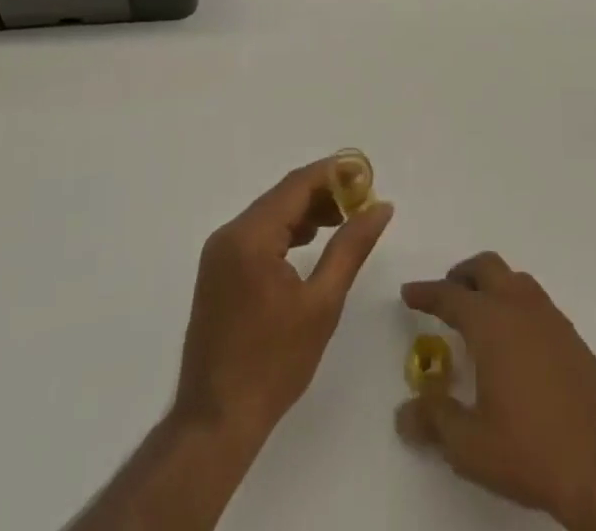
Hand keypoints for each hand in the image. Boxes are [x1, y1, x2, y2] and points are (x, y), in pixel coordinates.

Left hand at [173, 156, 394, 447]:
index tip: (367, 175)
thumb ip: (351, 247)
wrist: (215, 422)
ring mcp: (218, 252)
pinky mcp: (217, 271)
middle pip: (282, 195)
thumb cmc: (273, 364)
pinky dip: (285, 231)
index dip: (334, 173)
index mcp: (250, 236)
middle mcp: (229, 233)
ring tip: (343, 220)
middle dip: (323, 192)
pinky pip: (256, 234)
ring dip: (305, 212)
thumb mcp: (322, 304)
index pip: (297, 185)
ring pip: (269, 214)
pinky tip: (309, 243)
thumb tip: (381, 207)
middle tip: (361, 201)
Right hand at [398, 253, 595, 530]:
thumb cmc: (529, 451)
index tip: (409, 292)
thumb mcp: (470, 445)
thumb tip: (404, 412)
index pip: (449, 295)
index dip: (426, 292)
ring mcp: (551, 318)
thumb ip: (434, 420)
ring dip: (493, 285)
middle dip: (462, 274)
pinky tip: (516, 340)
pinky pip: (537, 302)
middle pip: (487, 268)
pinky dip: (517, 304)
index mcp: (490, 322)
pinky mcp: (573, 337)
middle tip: (447, 293)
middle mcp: (519, 306)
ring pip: (515, 279)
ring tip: (481, 314)